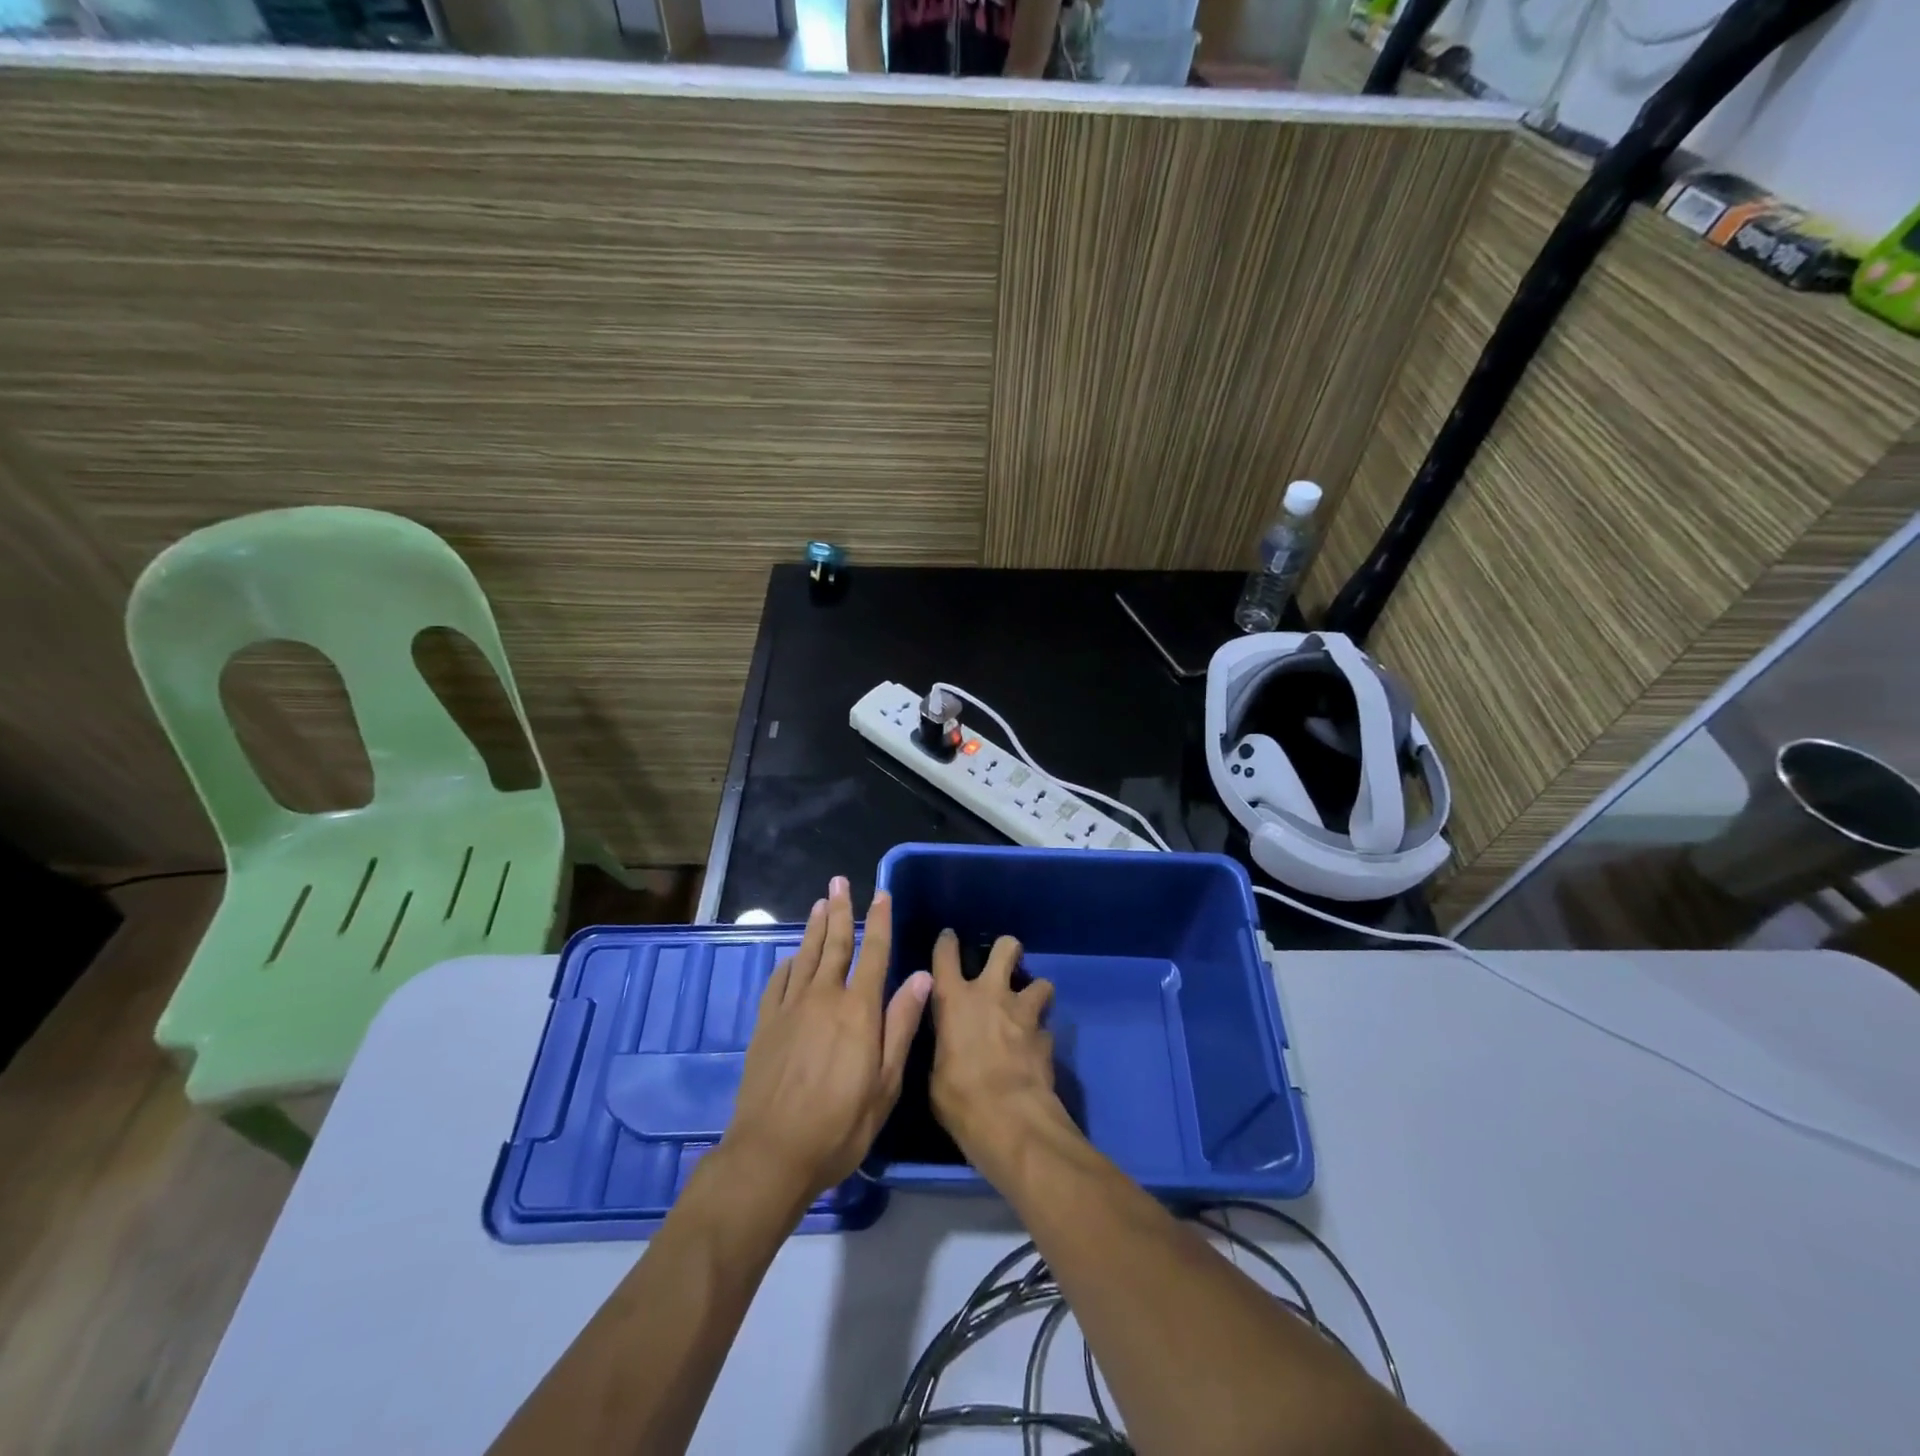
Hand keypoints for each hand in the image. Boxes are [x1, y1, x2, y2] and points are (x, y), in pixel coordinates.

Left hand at [722, 877, 931, 1211]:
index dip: (879, 921)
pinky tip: (791, 957)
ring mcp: (790, 1009)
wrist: (772, 1153)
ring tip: (820, 902)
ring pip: (805, 956)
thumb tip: (921, 977)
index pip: (873, 953)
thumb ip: (901, 1026)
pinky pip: (778, 982)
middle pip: (834, 944)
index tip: (881, 893)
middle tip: (840, 881)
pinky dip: (787, 963)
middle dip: (840, 910)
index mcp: (858, 1010)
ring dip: (814, 927)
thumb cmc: (840, 1125)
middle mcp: (824, 998)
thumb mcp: (885, 1084)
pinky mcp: (766, 1025)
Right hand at [928, 931, 1072, 1183]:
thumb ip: (944, 1047)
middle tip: (1006, 961)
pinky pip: (1045, 1027)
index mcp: (954, 1000)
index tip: (949, 938)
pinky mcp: (1046, 1036)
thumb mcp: (935, 1074)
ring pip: (1041, 982)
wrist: (1010, 1120)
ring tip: (1029, 1009)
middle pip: (1006, 948)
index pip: (945, 955)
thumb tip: (950, 1046)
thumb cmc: (960, 1098)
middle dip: (1008, 949)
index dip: (947, 943)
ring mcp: (1023, 1013)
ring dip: (1035, 993)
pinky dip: (1041, 1036)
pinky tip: (1035, 1050)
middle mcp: (991, 995)